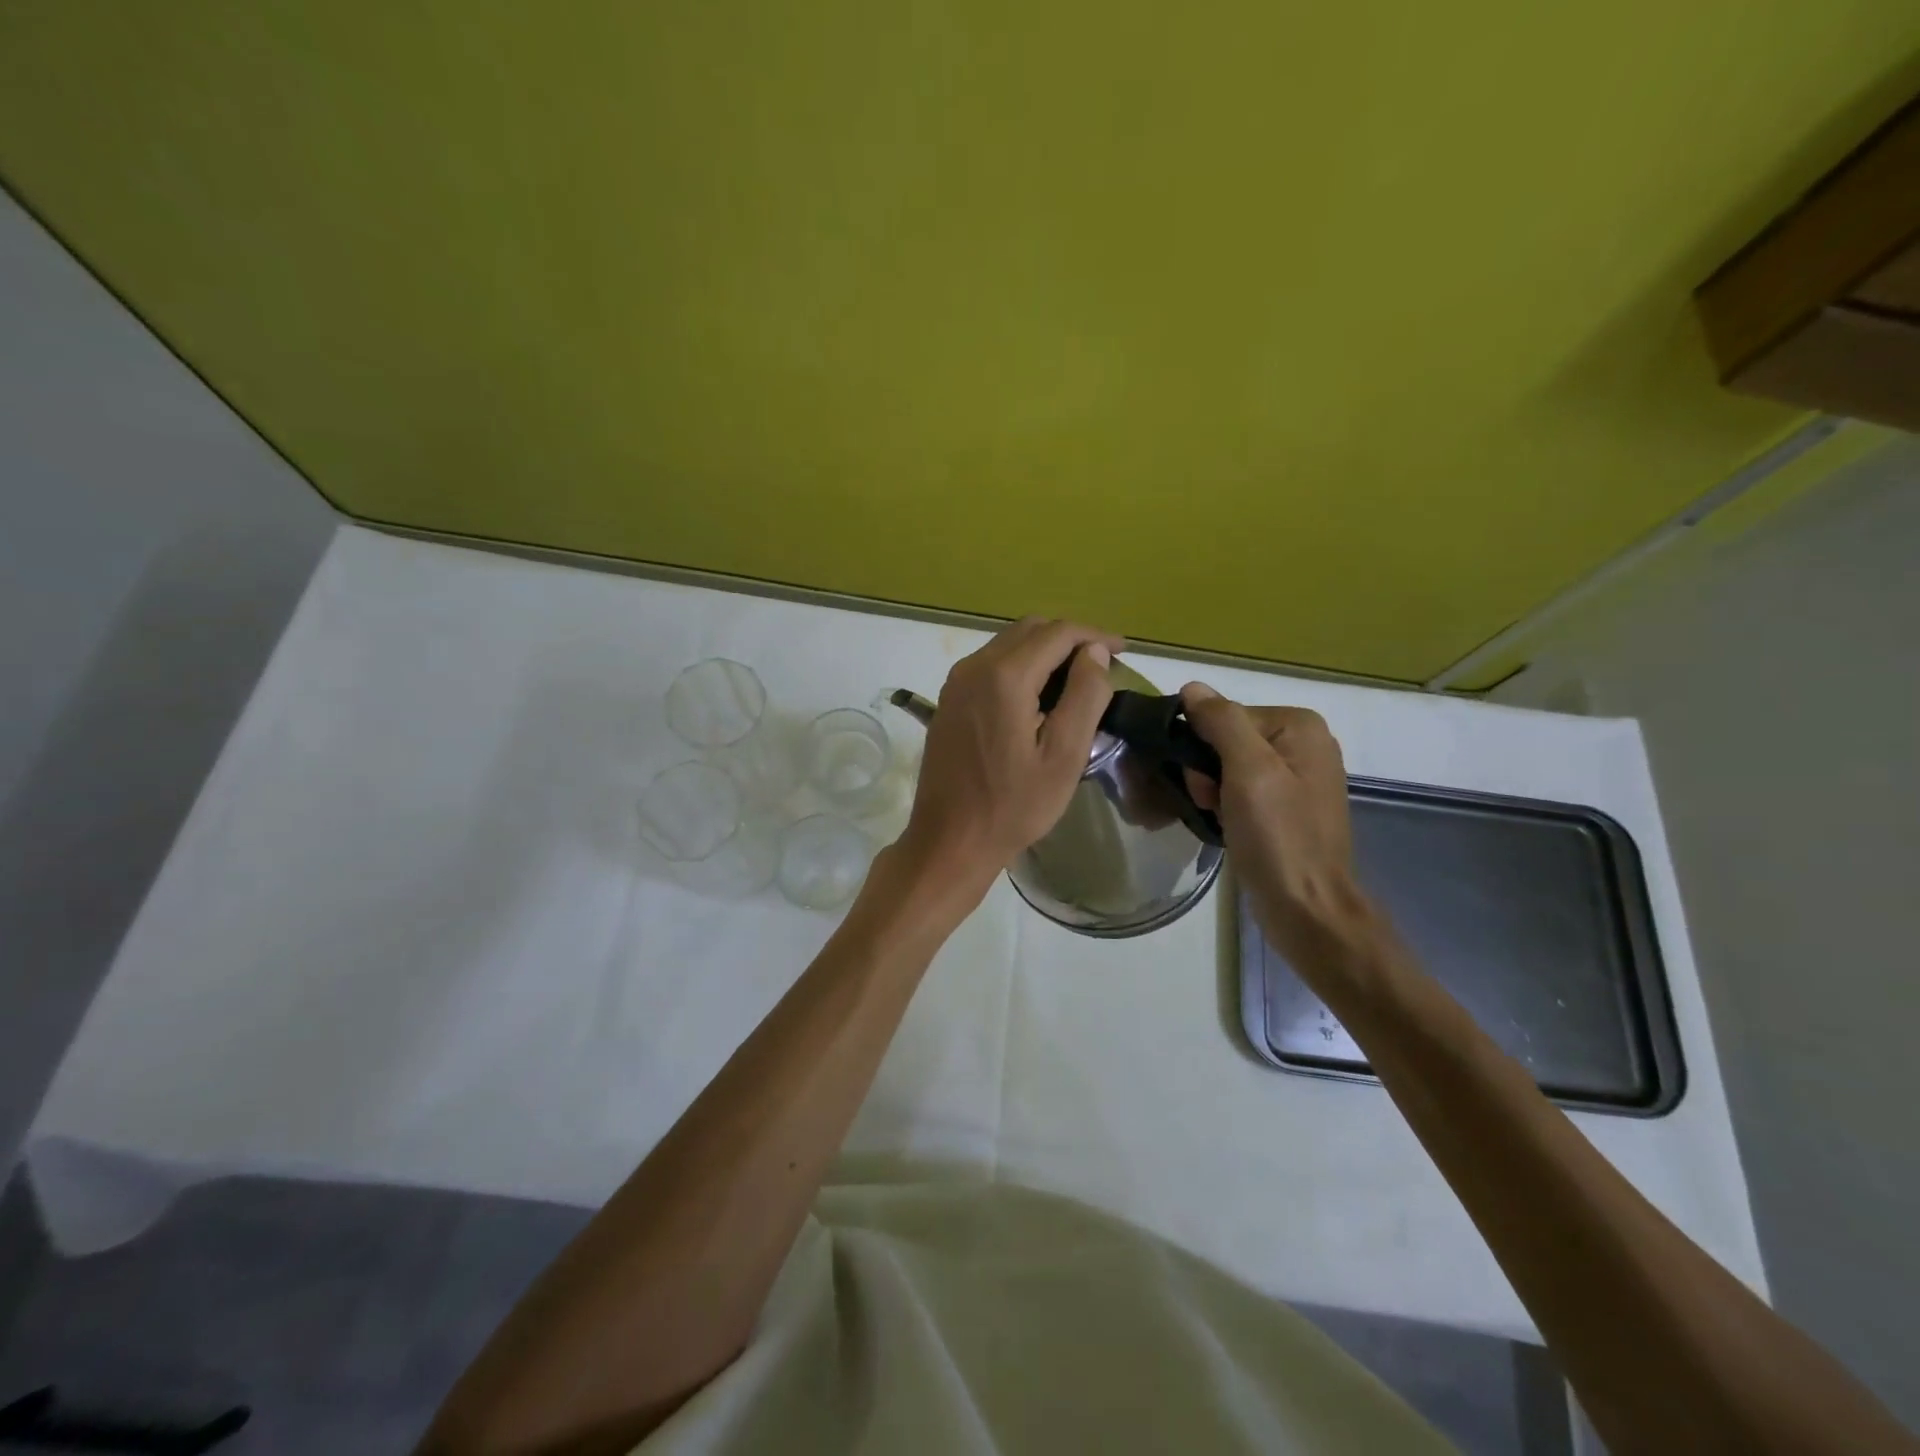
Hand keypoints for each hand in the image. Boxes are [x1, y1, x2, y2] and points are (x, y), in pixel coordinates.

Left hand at [898, 617, 1122, 894]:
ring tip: (1076, 681)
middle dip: (1069, 639)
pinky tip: (1039, 697)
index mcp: (1004, 677)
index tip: (1123, 650)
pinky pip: (990, 665)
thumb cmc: (1013, 805)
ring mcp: (956, 683)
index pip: (1057, 633)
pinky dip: (1020, 667)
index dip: (1095, 635)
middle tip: (1102, 666)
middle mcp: (974, 667)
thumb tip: (1095, 652)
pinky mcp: (949, 700)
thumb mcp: (1064, 756)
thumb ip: (1084, 696)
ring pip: (1008, 644)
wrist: (949, 839)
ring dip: (1044, 652)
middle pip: (1029, 630)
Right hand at [1179, 683, 1377, 972]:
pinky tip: (1226, 825)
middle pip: (1227, 739)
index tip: (1204, 784)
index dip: (1203, 746)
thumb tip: (1192, 688)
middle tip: (1211, 803)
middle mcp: (1303, 744)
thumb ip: (1222, 722)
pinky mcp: (1287, 807)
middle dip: (1207, 771)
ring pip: (1229, 766)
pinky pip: (1241, 789)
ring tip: (1219, 819)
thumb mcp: (1248, 771)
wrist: (1306, 908)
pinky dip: (1226, 804)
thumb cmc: (1278, 836)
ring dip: (1212, 790)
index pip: (1226, 716)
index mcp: (1300, 726)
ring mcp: (1297, 777)